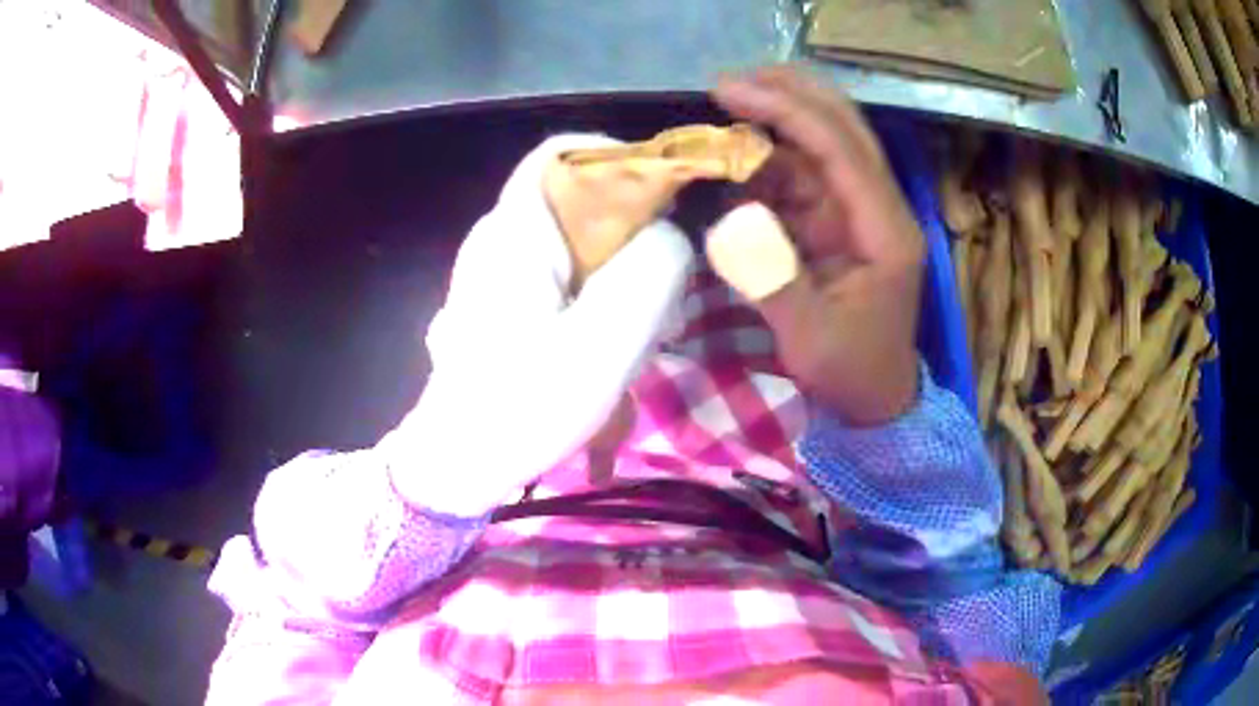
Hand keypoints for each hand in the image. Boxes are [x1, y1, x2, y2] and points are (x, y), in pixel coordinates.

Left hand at [385, 136, 693, 516]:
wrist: (458, 464)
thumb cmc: (523, 406)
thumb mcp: (605, 341)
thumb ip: (652, 271)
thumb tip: (669, 235)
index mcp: (513, 231)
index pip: (561, 152)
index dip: (617, 158)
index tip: (665, 199)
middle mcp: (498, 237)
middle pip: (575, 198)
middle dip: (630, 230)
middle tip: (663, 285)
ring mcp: (495, 271)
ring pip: (573, 240)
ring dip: (617, 270)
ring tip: (644, 327)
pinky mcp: (501, 301)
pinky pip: (559, 273)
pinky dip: (595, 293)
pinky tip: (610, 341)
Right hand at [712, 67, 924, 425]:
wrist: (876, 399)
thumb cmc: (851, 373)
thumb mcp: (811, 340)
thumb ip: (773, 280)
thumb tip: (730, 219)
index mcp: (885, 230)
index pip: (840, 149)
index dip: (786, 111)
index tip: (728, 90)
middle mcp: (878, 207)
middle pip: (843, 126)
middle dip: (790, 93)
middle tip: (729, 82)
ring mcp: (858, 211)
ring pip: (821, 144)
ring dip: (773, 124)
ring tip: (721, 115)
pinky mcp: (838, 221)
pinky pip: (802, 175)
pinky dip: (766, 162)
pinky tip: (734, 161)